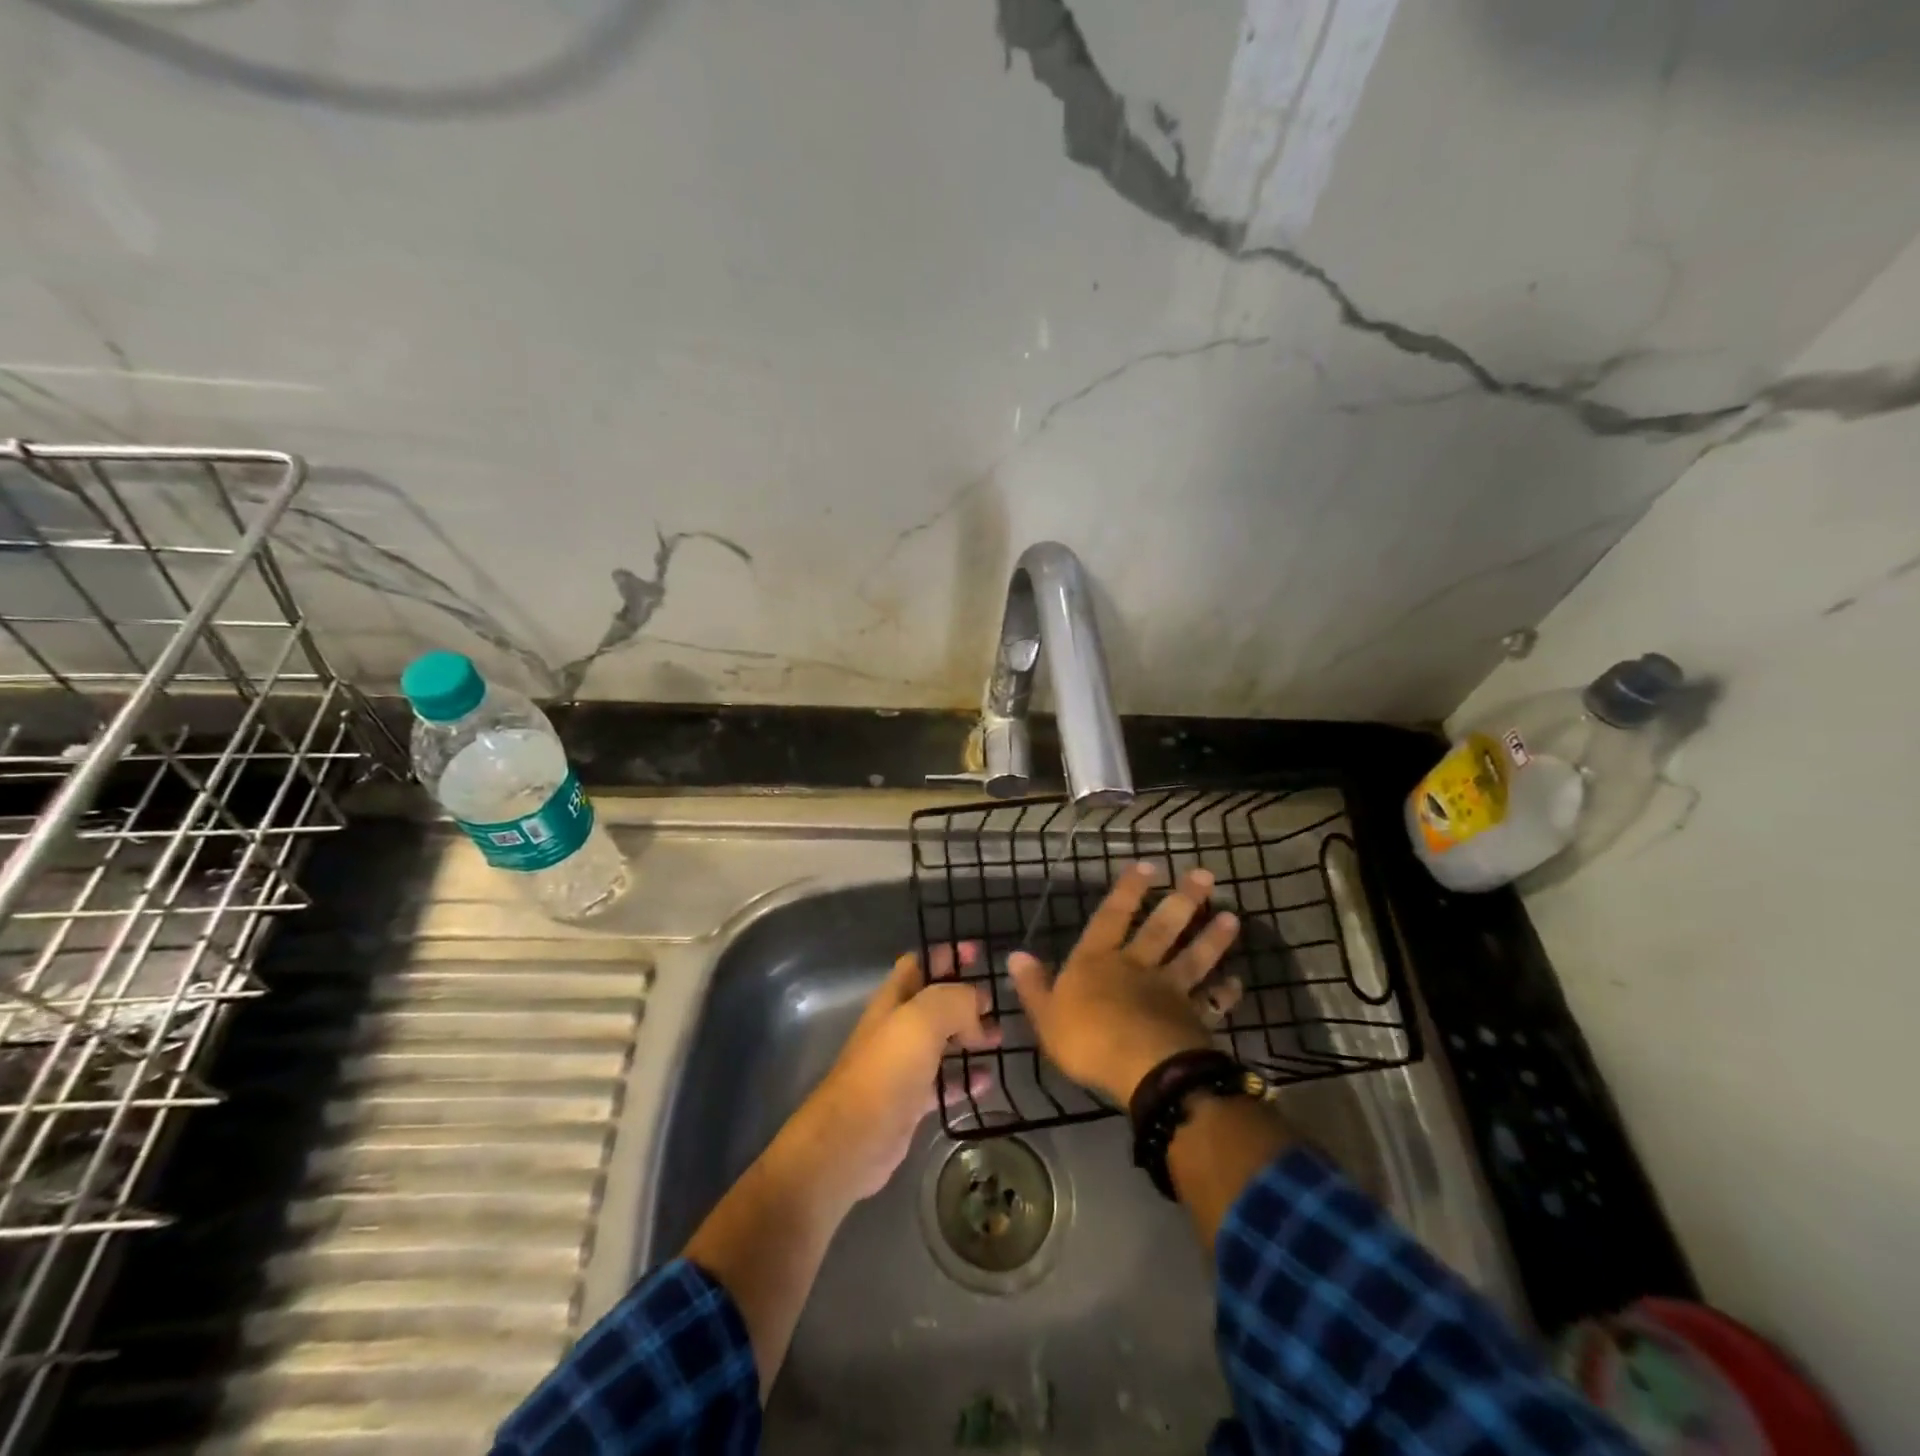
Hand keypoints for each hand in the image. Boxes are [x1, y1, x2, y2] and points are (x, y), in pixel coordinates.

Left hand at [790, 942, 996, 1200]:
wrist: (852, 1141)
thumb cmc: (886, 1070)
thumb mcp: (922, 1020)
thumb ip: (955, 1000)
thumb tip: (977, 1008)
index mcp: (894, 998)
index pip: (921, 962)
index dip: (947, 954)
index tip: (980, 954)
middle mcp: (898, 1026)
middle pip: (936, 1001)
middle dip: (967, 997)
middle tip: (998, 1001)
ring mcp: (904, 1064)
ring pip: (943, 1040)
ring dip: (971, 1036)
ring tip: (1001, 1037)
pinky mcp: (912, 1100)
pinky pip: (945, 1081)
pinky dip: (966, 1078)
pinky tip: (988, 1080)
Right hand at [1009, 863, 1240, 1105]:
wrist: (1142, 1068)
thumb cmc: (1086, 1039)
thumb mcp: (1045, 1015)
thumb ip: (1033, 986)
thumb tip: (1016, 955)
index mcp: (1098, 962)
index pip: (1112, 917)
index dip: (1128, 891)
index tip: (1149, 866)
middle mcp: (1136, 967)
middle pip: (1161, 929)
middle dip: (1181, 901)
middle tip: (1204, 875)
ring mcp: (1170, 991)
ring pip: (1193, 958)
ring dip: (1212, 938)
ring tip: (1231, 916)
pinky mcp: (1193, 1019)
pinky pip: (1212, 1002)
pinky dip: (1225, 992)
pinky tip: (1237, 982)